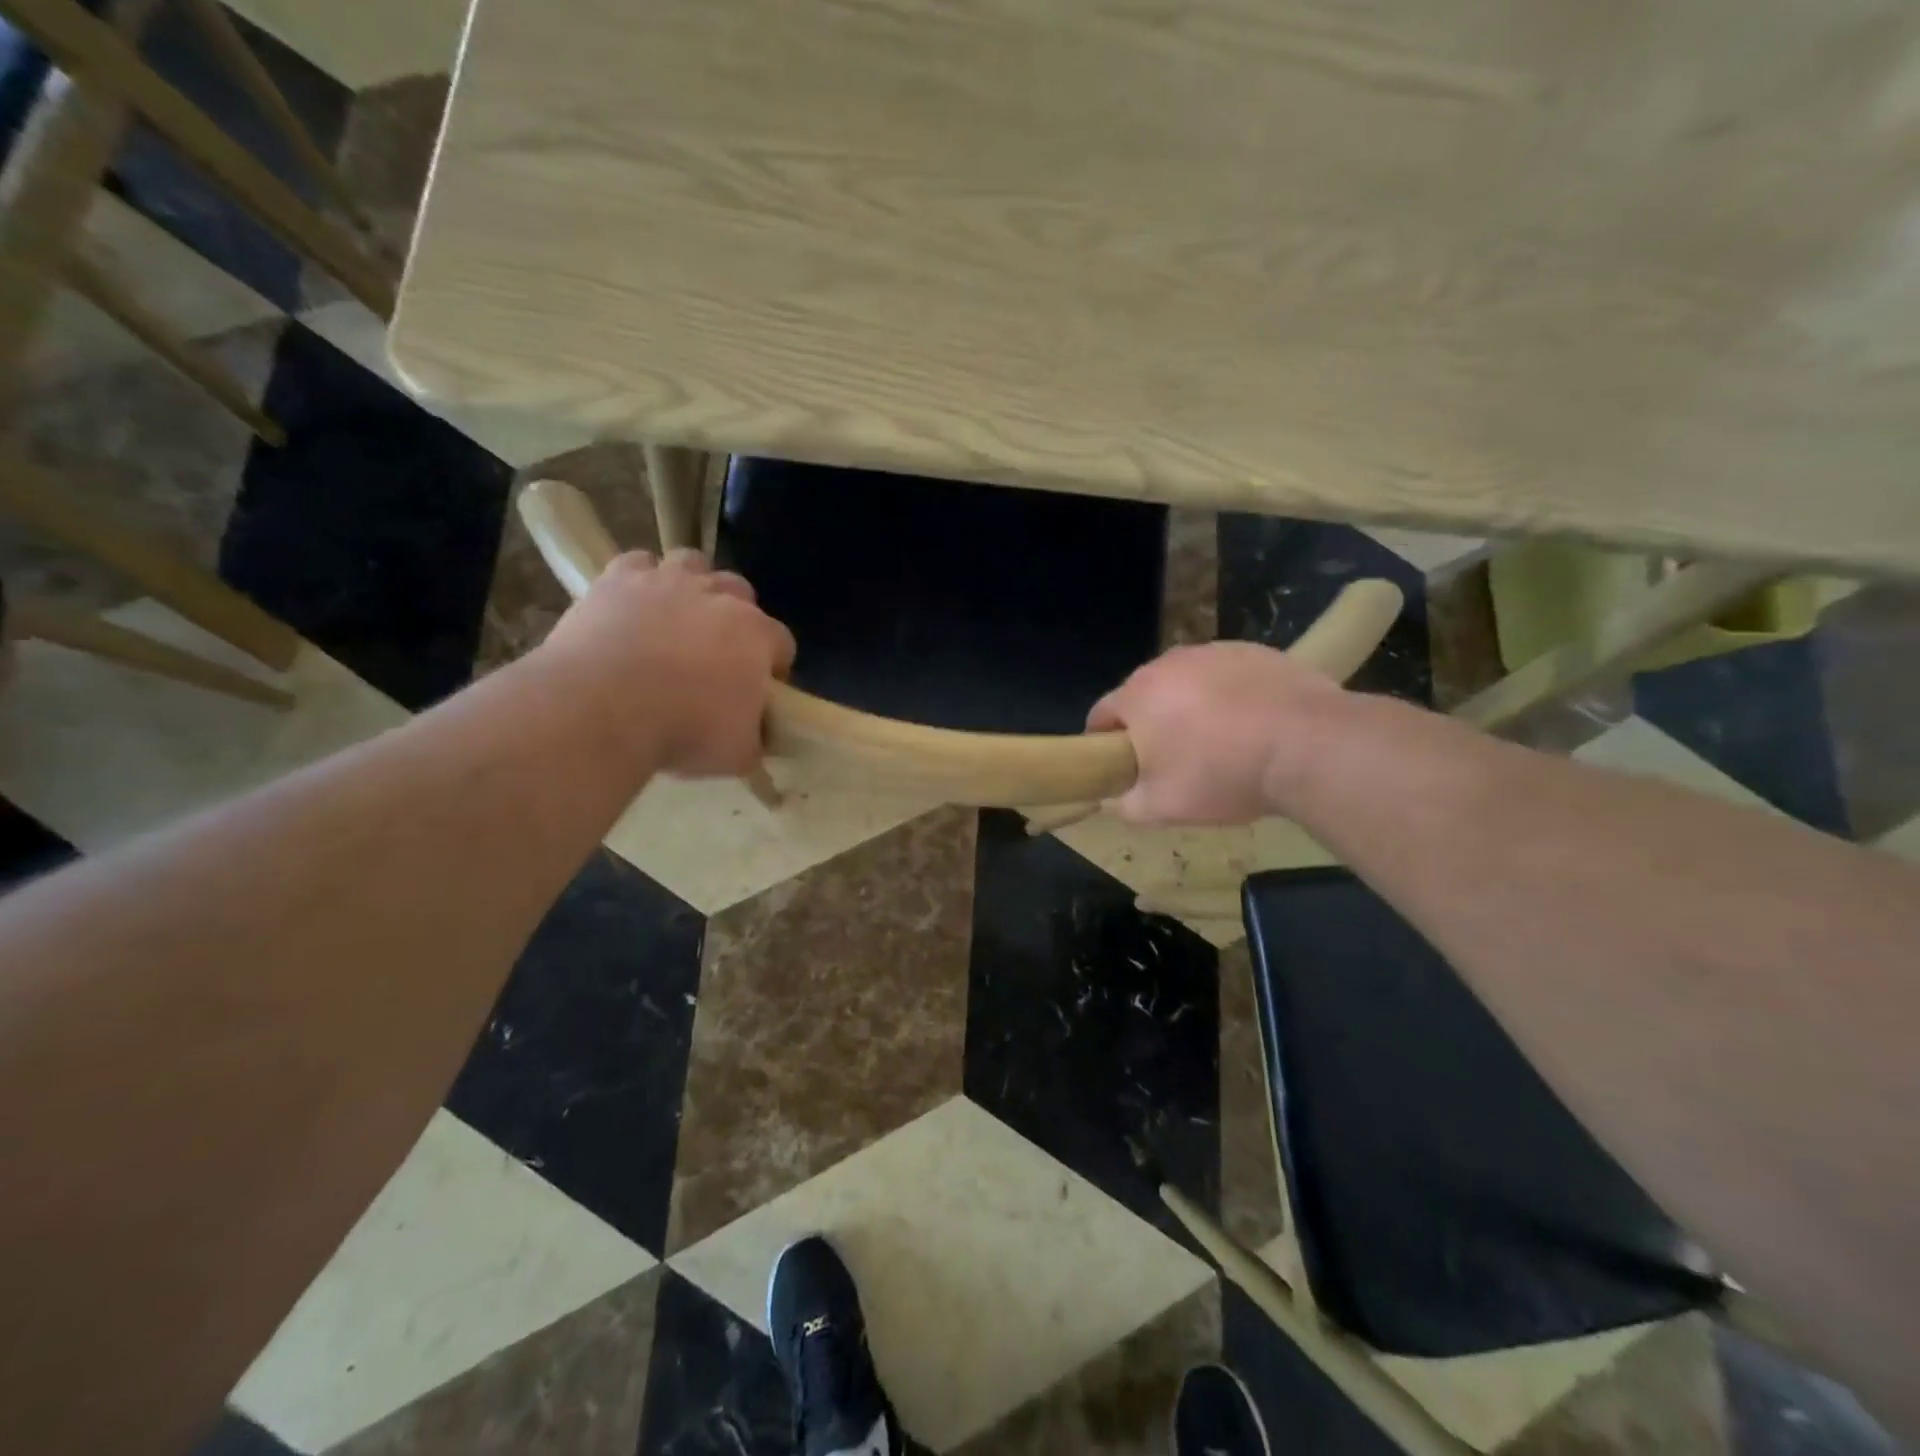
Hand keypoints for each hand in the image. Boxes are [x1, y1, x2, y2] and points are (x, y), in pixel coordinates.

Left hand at [541, 549, 795, 776]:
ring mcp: (668, 581)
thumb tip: (756, 737)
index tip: (760, 691)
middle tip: (717, 653)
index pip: (782, 643)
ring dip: (692, 585)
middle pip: (741, 593)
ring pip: (693, 563)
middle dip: (736, 617)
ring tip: (676, 617)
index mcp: (756, 635)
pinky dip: (640, 580)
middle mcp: (719, 596)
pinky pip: (638, 564)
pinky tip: (633, 605)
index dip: (773, 667)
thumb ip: (756, 739)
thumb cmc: (683, 730)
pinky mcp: (619, 578)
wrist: (601, 709)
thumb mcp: (738, 754)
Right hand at [1087, 642, 1344, 823]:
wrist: (1310, 746)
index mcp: (1137, 695)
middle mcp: (1168, 663)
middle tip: (1171, 760)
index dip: (1102, 743)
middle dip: (1150, 724)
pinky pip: (1227, 676)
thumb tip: (1116, 800)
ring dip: (1189, 707)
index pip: (1100, 715)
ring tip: (1219, 742)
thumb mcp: (1163, 808)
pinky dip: (1229, 696)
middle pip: (1144, 695)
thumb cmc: (1224, 775)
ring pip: (1186, 683)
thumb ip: (1126, 805)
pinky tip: (1252, 724)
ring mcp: (1214, 652)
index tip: (1120, 767)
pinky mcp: (1254, 650)